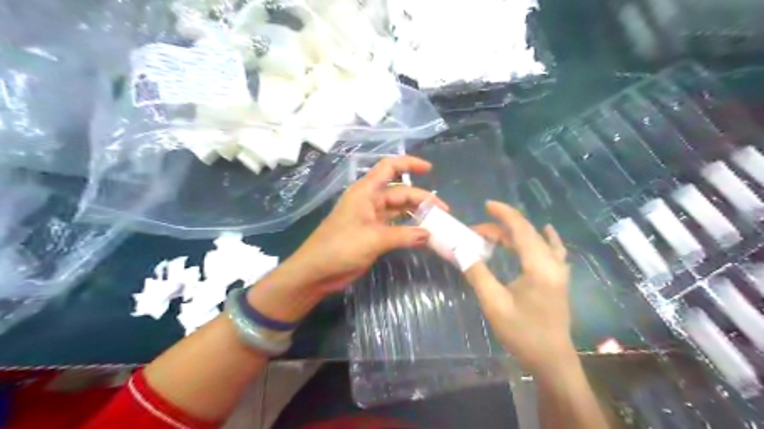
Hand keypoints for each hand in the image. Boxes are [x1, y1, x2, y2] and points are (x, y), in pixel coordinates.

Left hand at [287, 156, 445, 295]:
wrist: (317, 271)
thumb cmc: (340, 247)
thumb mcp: (374, 238)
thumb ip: (404, 235)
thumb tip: (429, 235)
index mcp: (366, 192)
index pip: (389, 168)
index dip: (409, 164)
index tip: (429, 169)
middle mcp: (370, 201)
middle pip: (400, 192)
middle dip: (421, 199)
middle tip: (443, 212)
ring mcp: (371, 218)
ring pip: (399, 210)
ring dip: (416, 214)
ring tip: (437, 223)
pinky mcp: (373, 234)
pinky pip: (395, 226)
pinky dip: (408, 229)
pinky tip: (422, 235)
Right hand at [462, 201, 569, 375]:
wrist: (552, 360)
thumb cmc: (522, 333)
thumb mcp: (494, 303)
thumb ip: (477, 273)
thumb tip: (460, 250)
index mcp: (539, 266)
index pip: (521, 229)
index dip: (504, 214)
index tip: (486, 204)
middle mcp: (552, 264)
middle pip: (528, 233)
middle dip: (502, 227)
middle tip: (476, 231)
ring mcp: (559, 272)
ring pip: (538, 241)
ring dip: (516, 234)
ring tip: (494, 236)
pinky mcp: (559, 280)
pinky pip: (553, 250)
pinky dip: (544, 238)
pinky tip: (545, 231)